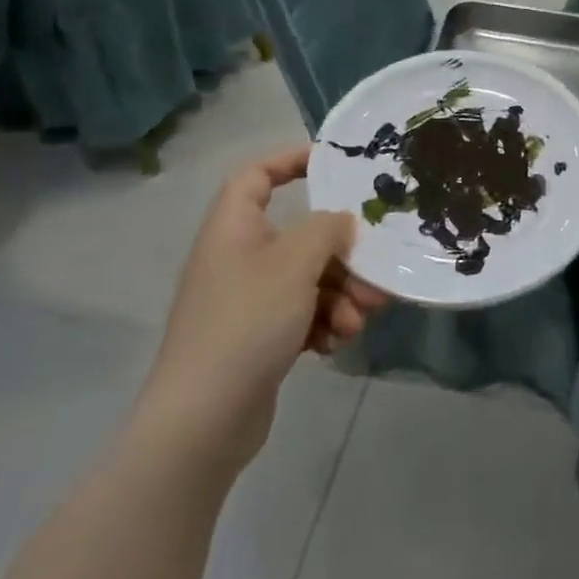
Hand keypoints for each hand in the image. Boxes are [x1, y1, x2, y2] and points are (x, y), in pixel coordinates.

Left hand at [129, 147, 389, 481]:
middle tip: (374, 278)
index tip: (334, 166)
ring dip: (341, 296)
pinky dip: (323, 323)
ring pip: (310, 279)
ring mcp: (248, 300)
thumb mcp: (294, 264)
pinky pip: (302, 313)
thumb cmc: (247, 323)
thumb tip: (342, 221)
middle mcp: (239, 258)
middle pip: (300, 236)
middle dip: (343, 258)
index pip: (256, 176)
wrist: (204, 418)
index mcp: (234, 228)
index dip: (291, 161)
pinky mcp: (259, 336)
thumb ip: (326, 230)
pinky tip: (334, 343)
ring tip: (357, 321)